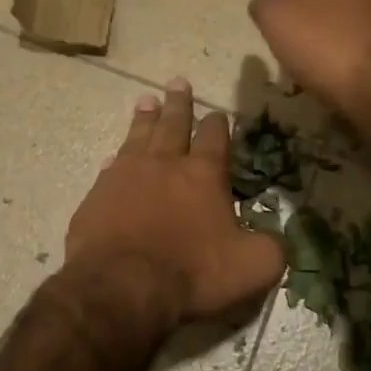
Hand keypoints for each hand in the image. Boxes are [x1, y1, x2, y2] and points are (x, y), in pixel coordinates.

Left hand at [66, 80, 284, 322]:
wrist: (122, 288)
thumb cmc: (192, 273)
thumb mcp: (253, 266)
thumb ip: (270, 246)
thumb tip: (274, 236)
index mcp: (203, 175)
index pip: (214, 138)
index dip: (218, 124)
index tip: (217, 112)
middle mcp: (163, 165)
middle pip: (172, 124)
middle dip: (178, 103)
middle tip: (177, 82)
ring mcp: (124, 178)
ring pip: (137, 137)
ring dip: (144, 119)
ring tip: (145, 101)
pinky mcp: (96, 198)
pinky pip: (108, 171)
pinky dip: (115, 161)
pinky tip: (113, 159)